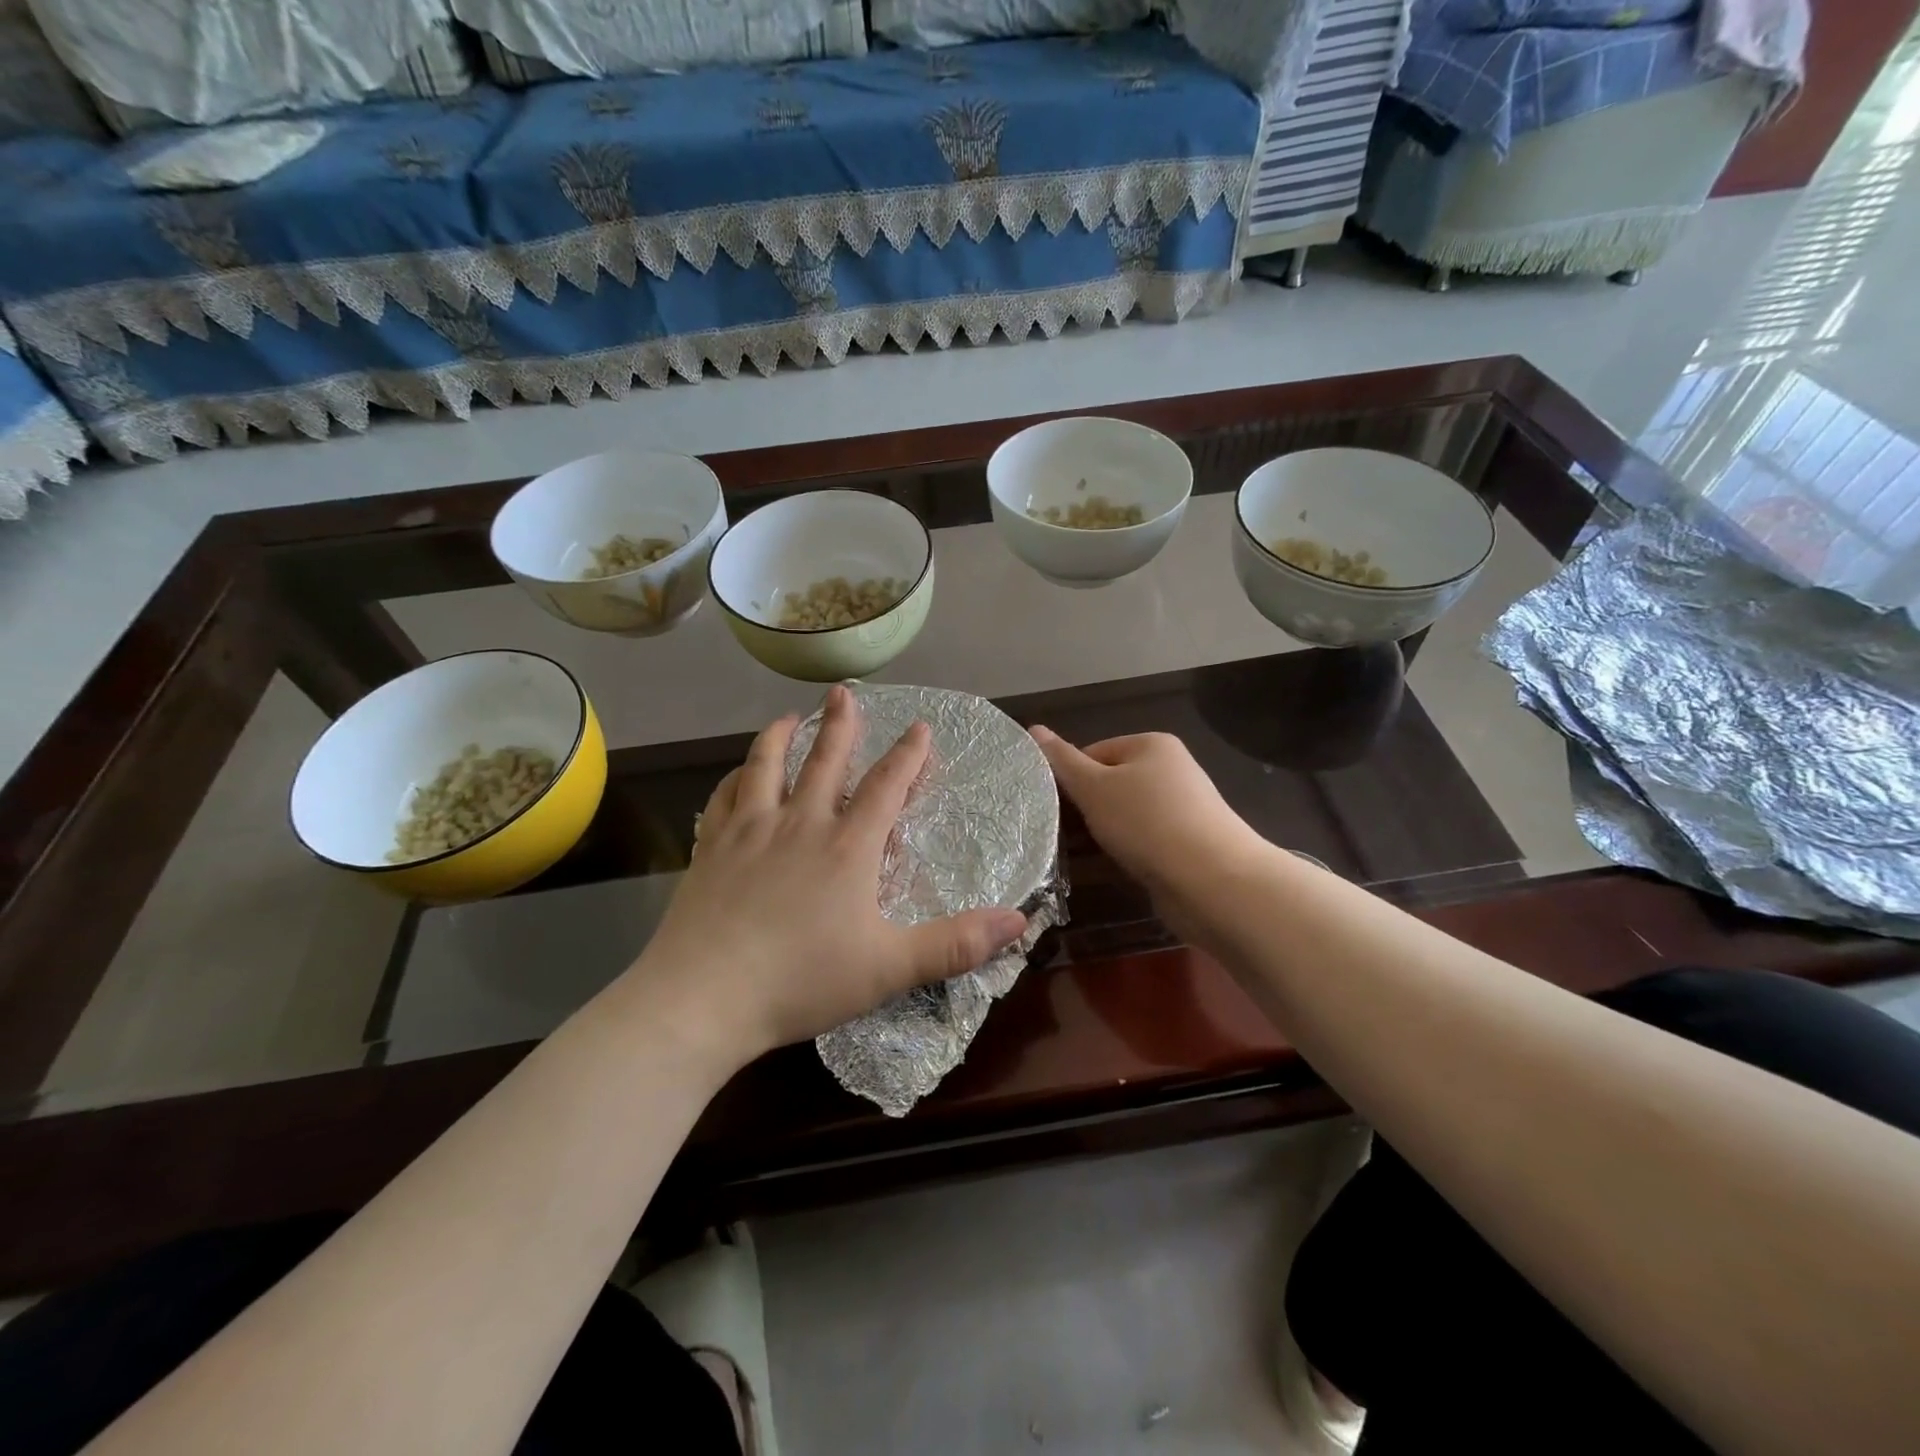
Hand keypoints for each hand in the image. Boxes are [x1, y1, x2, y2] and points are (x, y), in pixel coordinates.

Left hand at [632, 686, 1028, 1068]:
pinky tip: (737, 776)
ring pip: (765, 767)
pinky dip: (734, 779)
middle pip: (824, 761)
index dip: (907, 755)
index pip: (885, 787)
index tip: (920, 726)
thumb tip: (1019, 919)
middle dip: (840, 725)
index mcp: (847, 847)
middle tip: (844, 692)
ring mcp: (748, 832)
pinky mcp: (709, 849)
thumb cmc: (802, 981)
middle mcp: (799, 824)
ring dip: (780, 737)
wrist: (703, 999)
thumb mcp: (890, 968)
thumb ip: (956, 944)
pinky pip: (722, 799)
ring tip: (787, 717)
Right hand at [1029, 728, 1269, 934]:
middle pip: (1110, 784)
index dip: (1070, 779)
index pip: (1093, 752)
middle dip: (1086, 809)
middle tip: (1063, 834)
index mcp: (1152, 745)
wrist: (1213, 881)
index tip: (1055, 808)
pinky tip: (1114, 869)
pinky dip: (1126, 852)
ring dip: (1103, 834)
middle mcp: (1171, 770)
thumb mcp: (1094, 788)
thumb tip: (1033, 728)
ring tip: (1082, 856)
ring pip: (1125, 816)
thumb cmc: (1147, 823)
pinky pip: (1144, 840)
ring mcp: (1182, 808)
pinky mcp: (1187, 843)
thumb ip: (1062, 761)